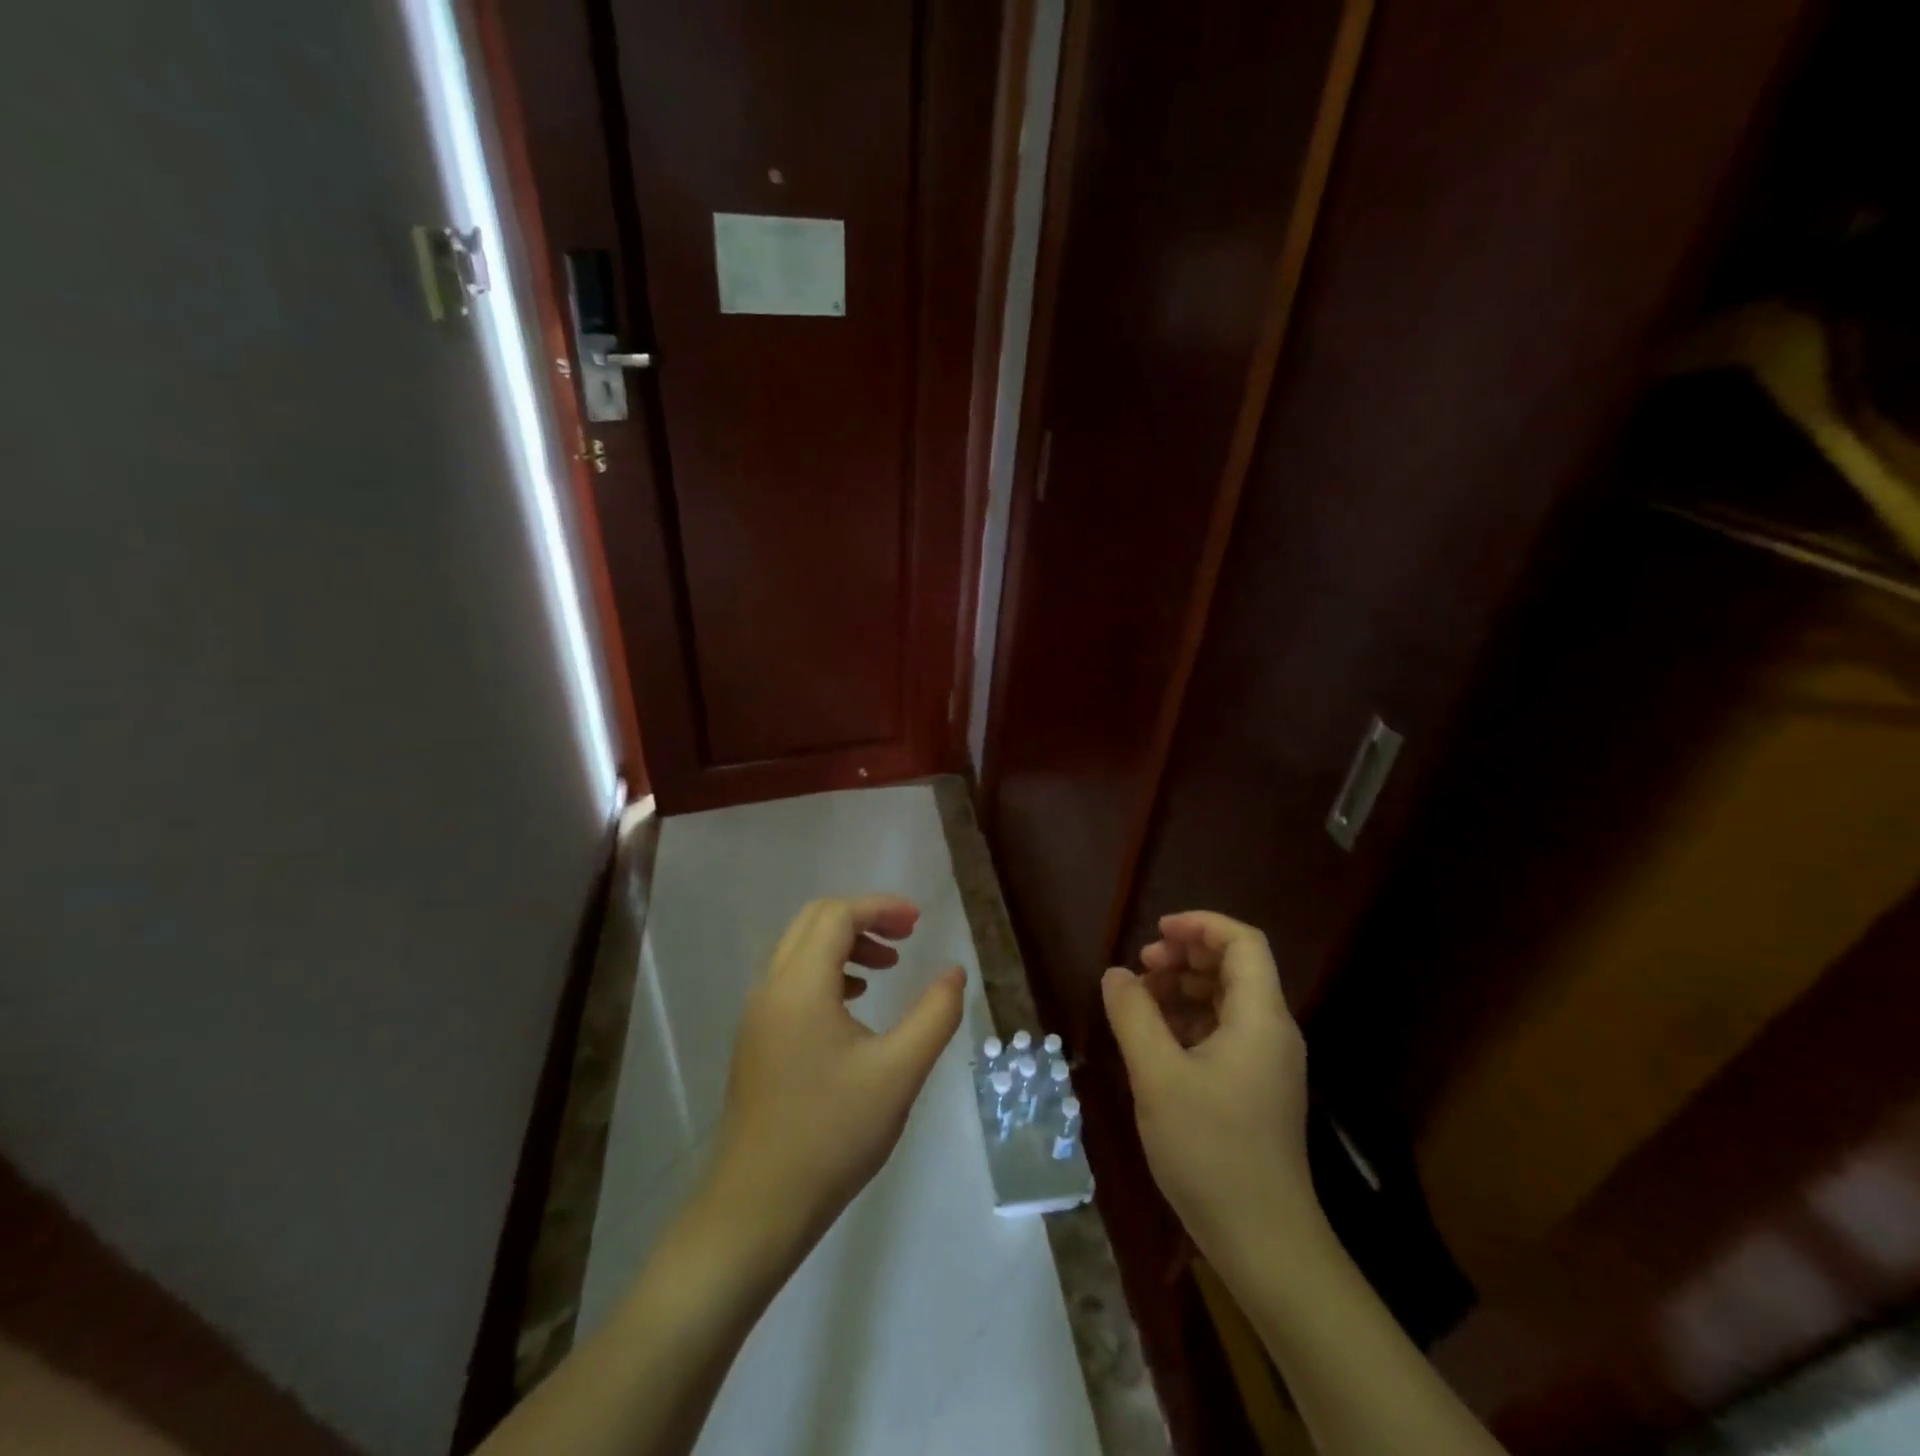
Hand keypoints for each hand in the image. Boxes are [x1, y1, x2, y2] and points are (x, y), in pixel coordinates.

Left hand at [697, 896, 964, 1271]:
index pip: (837, 915)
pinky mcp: (756, 1042)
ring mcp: (758, 1016)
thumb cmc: (832, 1135)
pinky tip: (854, 1006)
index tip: (919, 923)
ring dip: (844, 946)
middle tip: (905, 938)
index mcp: (800, 985)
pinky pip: (791, 982)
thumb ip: (934, 1014)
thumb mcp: (899, 1073)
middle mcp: (771, 988)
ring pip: (800, 952)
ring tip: (886, 970)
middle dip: (862, 919)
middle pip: (814, 922)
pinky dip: (826, 974)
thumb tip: (954, 971)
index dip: (881, 908)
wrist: (756, 1209)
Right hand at [1101, 911, 1319, 1263]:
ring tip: (1141, 1001)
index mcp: (1260, 1018)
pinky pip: (1225, 1033)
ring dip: (1184, 988)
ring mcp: (1267, 1063)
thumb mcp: (1157, 1076)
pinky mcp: (1256, 1089)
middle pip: (1235, 967)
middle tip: (1142, 967)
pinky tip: (1156, 1040)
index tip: (1155, 932)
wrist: (1264, 1243)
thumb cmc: (1211, 1150)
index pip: (1242, 942)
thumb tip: (1116, 974)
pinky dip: (1190, 1021)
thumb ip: (1133, 1016)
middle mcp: (1272, 1031)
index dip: (1200, 924)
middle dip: (1186, 955)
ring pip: (1227, 1000)